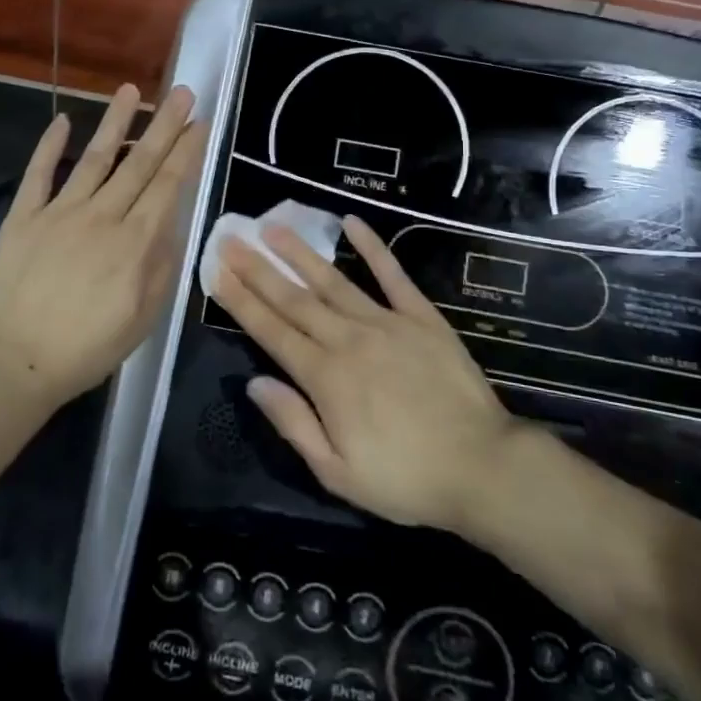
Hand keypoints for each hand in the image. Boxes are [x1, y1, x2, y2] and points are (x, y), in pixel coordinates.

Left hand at [0, 84, 205, 408]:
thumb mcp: (143, 319)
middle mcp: (102, 216)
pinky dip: (50, 146)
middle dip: (164, 125)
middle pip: (139, 162)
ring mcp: (60, 212)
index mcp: (135, 242)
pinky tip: (63, 120)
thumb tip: (172, 224)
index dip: (187, 151)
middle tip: (182, 92)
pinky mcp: (24, 217)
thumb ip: (162, 267)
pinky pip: (39, 174)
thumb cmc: (86, 348)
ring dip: (115, 122)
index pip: (168, 185)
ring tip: (131, 90)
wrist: (14, 361)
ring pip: (95, 157)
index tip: (200, 122)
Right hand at [215, 215, 513, 531]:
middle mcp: (348, 339)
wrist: (483, 466)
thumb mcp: (338, 473)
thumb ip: (294, 423)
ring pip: (333, 280)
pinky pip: (392, 275)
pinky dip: (372, 246)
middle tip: (231, 239)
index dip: (241, 301)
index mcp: (325, 377)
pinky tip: (351, 222)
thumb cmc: (406, 478)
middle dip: (258, 269)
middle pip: (294, 299)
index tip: (217, 272)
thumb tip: (254, 382)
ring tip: (273, 226)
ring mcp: (386, 322)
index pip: (271, 331)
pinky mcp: (421, 317)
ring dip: (300, 252)